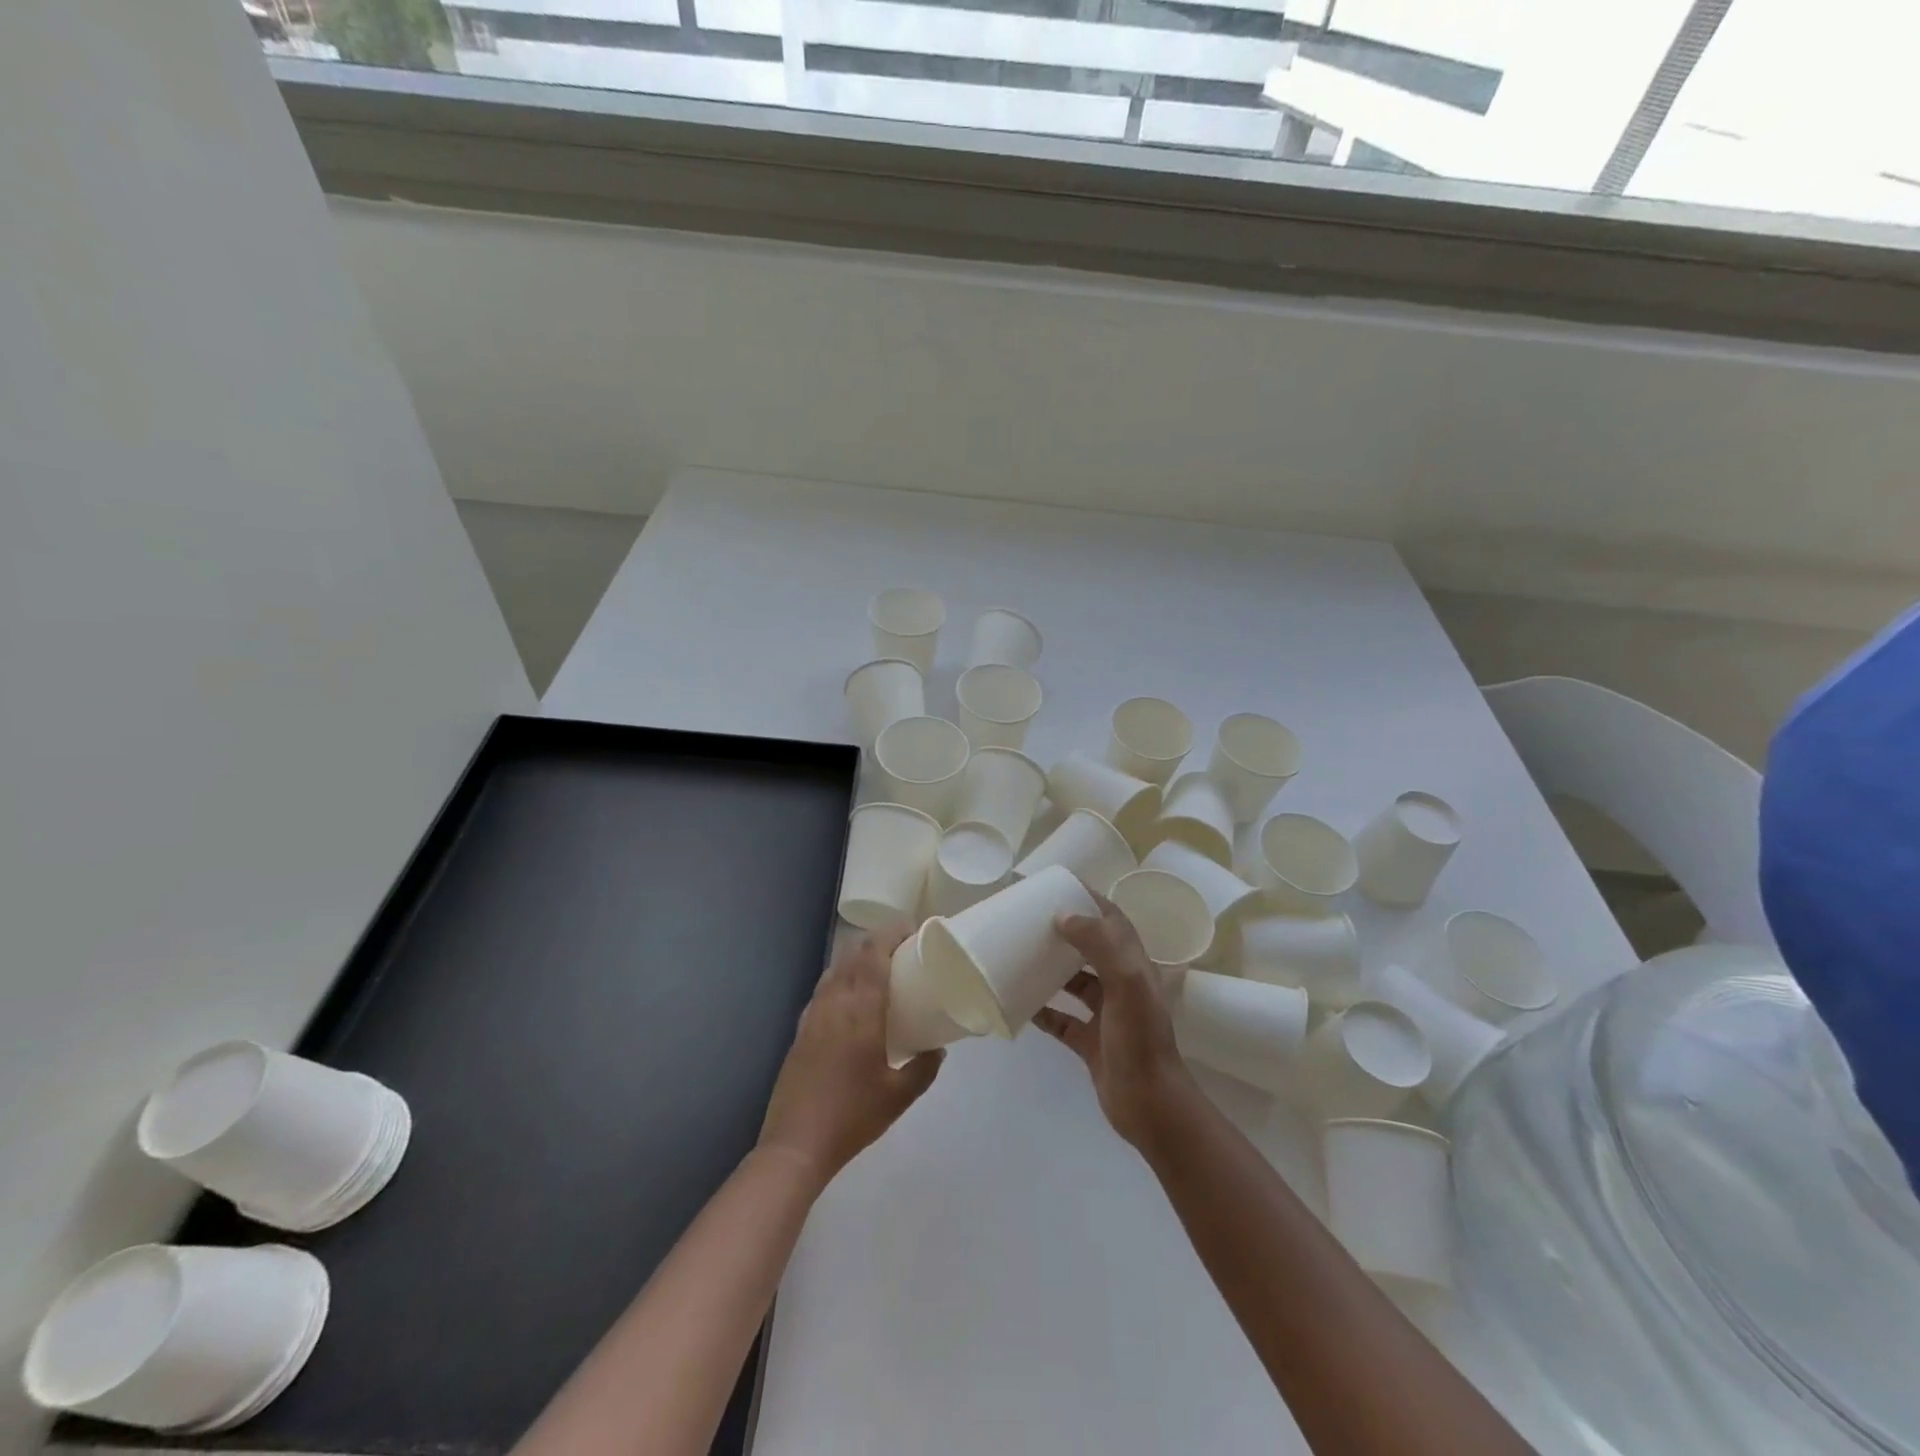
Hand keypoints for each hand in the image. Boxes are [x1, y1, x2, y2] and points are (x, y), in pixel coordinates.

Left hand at [757, 925, 942, 1186]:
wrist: (796, 1144)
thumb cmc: (852, 1116)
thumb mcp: (899, 1096)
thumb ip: (924, 1068)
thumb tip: (938, 1049)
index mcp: (861, 1010)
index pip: (874, 953)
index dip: (892, 932)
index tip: (914, 930)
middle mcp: (835, 1002)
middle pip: (854, 953)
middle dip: (878, 940)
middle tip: (904, 948)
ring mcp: (813, 1013)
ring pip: (836, 968)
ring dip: (858, 958)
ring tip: (881, 969)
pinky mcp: (801, 1029)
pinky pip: (824, 988)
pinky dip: (842, 979)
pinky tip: (853, 999)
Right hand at [1034, 892, 1200, 1152]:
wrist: (1149, 1105)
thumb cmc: (1139, 1039)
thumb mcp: (1125, 983)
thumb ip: (1098, 945)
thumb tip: (1062, 915)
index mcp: (1134, 966)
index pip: (1113, 921)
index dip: (1090, 901)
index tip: (1059, 887)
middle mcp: (1121, 985)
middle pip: (1091, 948)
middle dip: (1066, 932)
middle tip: (1031, 920)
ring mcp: (1106, 1015)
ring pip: (1075, 983)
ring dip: (1051, 969)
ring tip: (1020, 955)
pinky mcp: (1090, 1042)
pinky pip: (1061, 1019)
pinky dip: (1043, 1009)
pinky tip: (1020, 1003)